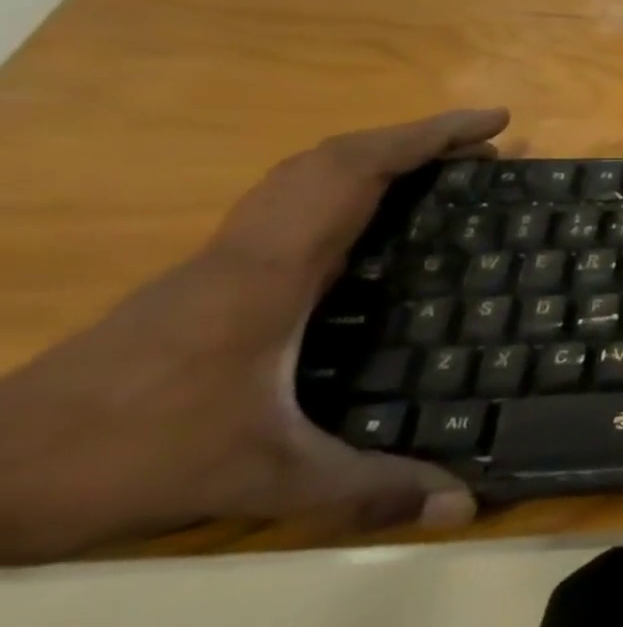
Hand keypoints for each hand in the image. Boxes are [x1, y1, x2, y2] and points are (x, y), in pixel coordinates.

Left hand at [0, 109, 509, 562]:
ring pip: (302, 177)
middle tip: (482, 145)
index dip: (425, 137)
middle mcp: (246, 250)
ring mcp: (218, 262)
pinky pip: (287, 207)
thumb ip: (366, 490)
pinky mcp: (204, 281)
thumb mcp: (260, 478)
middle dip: (413, 139)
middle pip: (332, 158)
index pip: (353, 172)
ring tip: (440, 169)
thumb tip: (465, 505)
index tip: (489, 122)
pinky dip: (341, 189)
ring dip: (374, 157)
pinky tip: (369, 224)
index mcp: (270, 271)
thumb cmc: (128, 456)